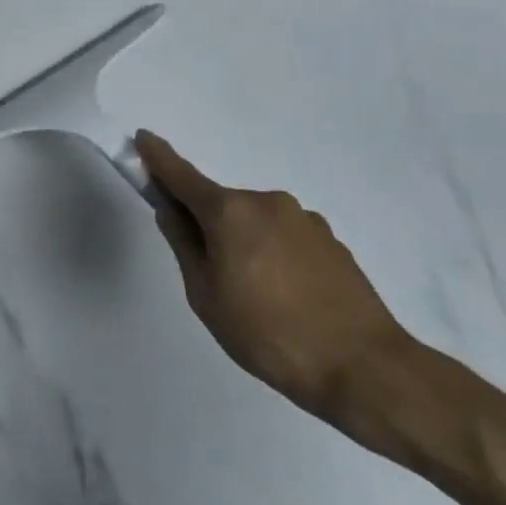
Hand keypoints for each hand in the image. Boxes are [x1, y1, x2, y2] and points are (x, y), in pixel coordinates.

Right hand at [134, 130, 420, 432]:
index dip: (158, 157)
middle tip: (210, 276)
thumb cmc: (267, 333)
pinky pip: (284, 236)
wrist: (363, 366)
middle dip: (206, 225)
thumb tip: (171, 211)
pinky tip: (287, 296)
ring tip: (257, 298)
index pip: (181, 175)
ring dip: (243, 242)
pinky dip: (273, 254)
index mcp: (229, 212)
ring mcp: (304, 218)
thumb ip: (184, 245)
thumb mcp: (205, 295)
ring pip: (254, 222)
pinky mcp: (330, 239)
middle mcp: (266, 202)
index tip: (142, 137)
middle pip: (220, 204)